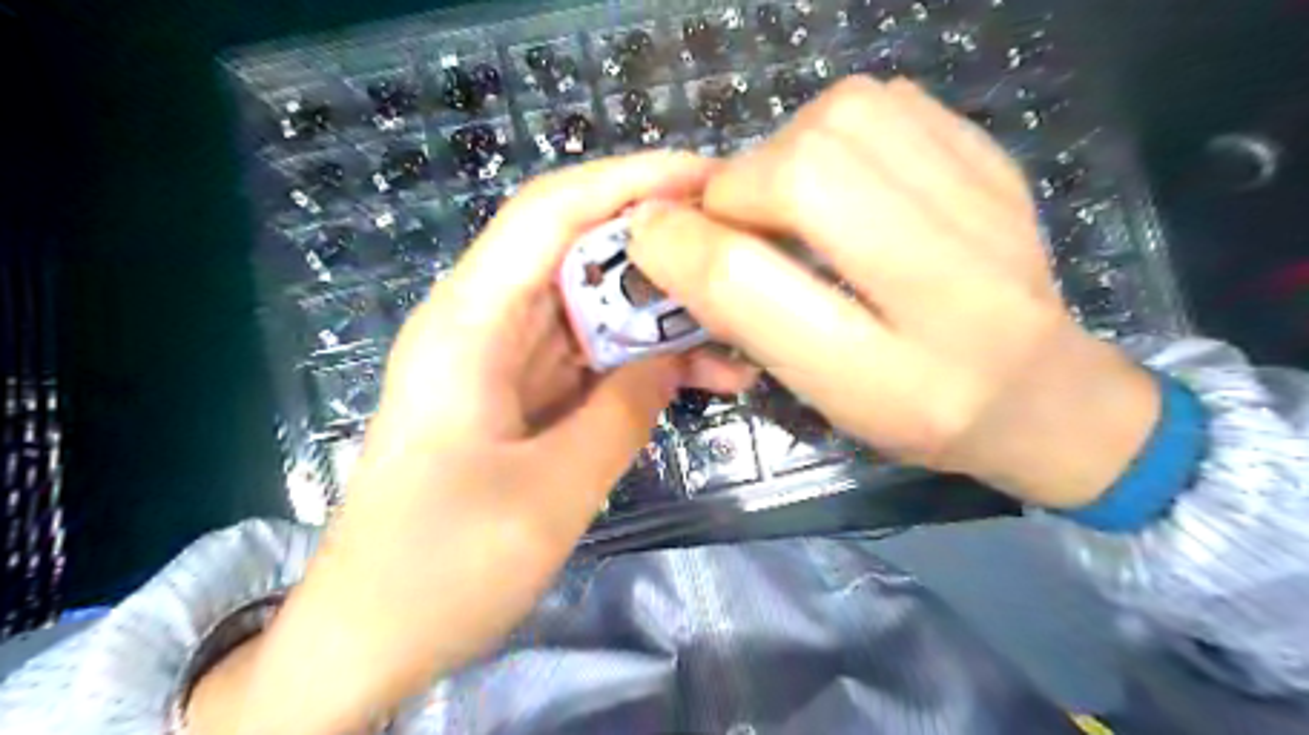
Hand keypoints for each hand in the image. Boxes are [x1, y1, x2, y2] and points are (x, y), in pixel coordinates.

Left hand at [186, 151, 752, 734]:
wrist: (370, 637)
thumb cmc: (441, 569)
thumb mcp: (551, 493)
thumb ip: (623, 411)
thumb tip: (675, 355)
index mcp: (468, 325)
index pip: (550, 214)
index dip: (630, 181)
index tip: (708, 178)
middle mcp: (483, 325)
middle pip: (577, 251)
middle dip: (660, 244)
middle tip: (741, 250)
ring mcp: (504, 362)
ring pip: (594, 307)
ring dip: (662, 313)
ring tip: (741, 326)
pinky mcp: (521, 397)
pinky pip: (592, 358)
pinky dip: (643, 361)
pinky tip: (703, 374)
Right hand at [631, 75, 1152, 510]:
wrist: (1040, 391)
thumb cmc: (914, 413)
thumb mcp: (821, 396)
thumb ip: (747, 320)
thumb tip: (671, 238)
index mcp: (888, 377)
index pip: (751, 285)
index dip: (680, 249)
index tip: (650, 236)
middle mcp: (947, 286)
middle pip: (801, 173)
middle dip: (737, 188)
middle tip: (738, 221)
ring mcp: (984, 208)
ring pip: (841, 118)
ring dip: (783, 150)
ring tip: (789, 197)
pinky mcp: (995, 162)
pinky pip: (886, 104)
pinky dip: (835, 129)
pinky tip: (845, 177)